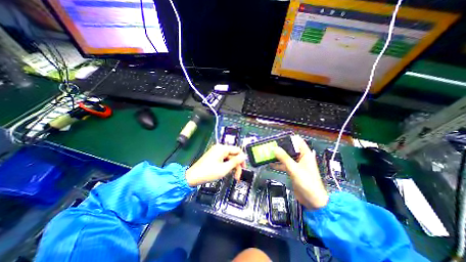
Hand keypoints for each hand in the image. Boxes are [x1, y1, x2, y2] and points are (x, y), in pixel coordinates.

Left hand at [185, 144, 246, 186]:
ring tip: (233, 177)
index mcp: (223, 148)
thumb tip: (244, 156)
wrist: (192, 177)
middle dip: (237, 165)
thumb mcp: (224, 168)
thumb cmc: (209, 172)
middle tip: (238, 177)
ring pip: (229, 158)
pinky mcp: (213, 156)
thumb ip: (235, 161)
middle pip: (233, 155)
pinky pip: (224, 159)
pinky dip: (226, 165)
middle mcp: (220, 148)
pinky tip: (226, 172)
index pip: (237, 150)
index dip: (242, 159)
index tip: (244, 169)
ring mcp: (216, 151)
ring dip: (232, 166)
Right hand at [272, 136, 328, 209]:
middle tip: (271, 145)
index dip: (289, 138)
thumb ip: (284, 158)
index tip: (278, 138)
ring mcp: (297, 165)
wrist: (313, 201)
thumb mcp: (294, 169)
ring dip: (278, 156)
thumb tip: (274, 148)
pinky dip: (278, 164)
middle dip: (281, 147)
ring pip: (286, 157)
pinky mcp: (293, 171)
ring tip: (268, 153)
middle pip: (290, 148)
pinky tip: (270, 164)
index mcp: (306, 154)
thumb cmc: (307, 182)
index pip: (298, 141)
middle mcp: (301, 158)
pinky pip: (284, 165)